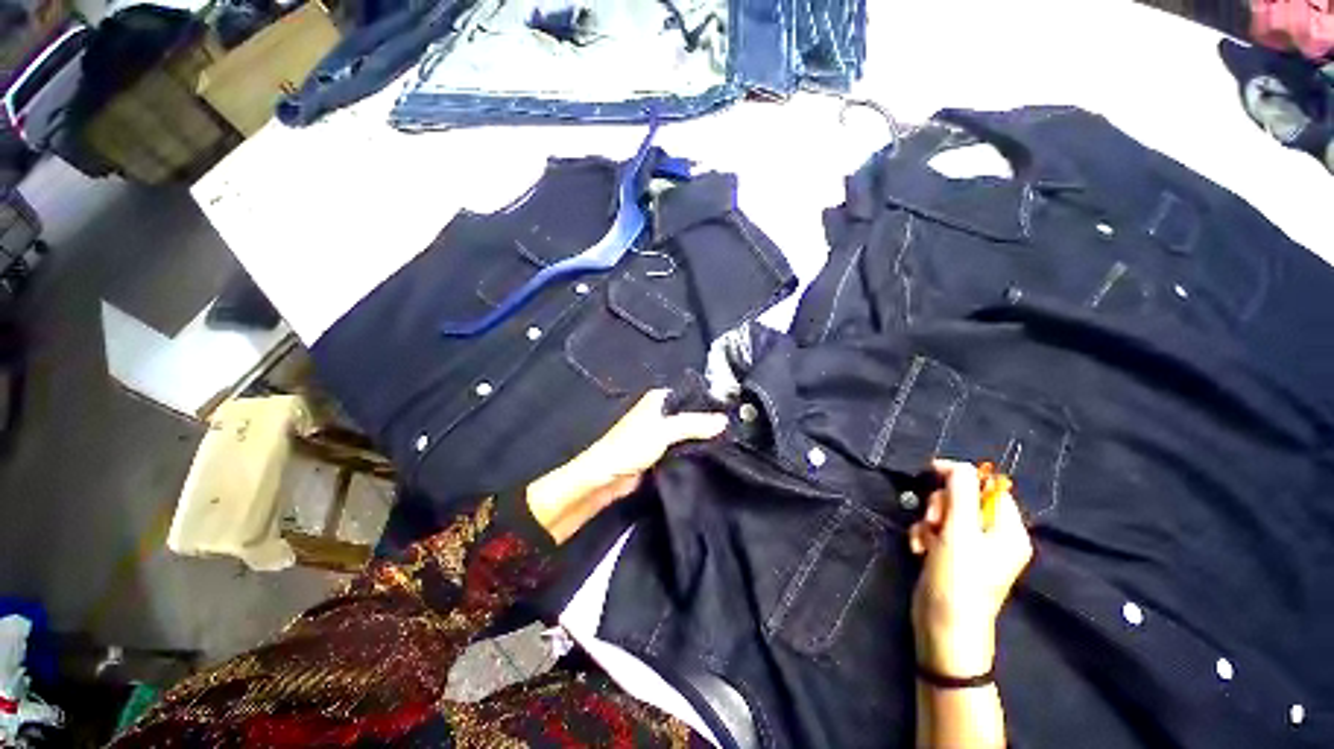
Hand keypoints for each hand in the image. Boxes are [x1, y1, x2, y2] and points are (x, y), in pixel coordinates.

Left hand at [526, 390, 727, 543]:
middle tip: (734, 433)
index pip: (690, 396)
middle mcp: (659, 413)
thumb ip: (694, 425)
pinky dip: (693, 452)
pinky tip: (711, 457)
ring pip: (686, 433)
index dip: (710, 404)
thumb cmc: (631, 446)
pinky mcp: (659, 453)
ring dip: (701, 439)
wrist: (606, 478)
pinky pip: (681, 448)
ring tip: (728, 445)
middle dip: (708, 424)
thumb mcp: (664, 431)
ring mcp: (659, 434)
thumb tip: (725, 420)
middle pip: (690, 415)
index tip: (734, 414)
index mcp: (658, 399)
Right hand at [909, 460, 1032, 677]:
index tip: (932, 474)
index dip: (960, 477)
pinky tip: (919, 550)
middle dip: (940, 505)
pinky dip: (923, 535)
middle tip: (933, 522)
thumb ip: (960, 492)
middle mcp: (994, 537)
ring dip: (927, 521)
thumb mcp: (960, 531)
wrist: (943, 628)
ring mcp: (972, 548)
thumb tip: (955, 464)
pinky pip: (935, 531)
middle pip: (962, 499)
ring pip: (944, 514)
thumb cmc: (958, 579)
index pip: (988, 487)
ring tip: (925, 541)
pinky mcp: (951, 556)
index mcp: (1009, 530)